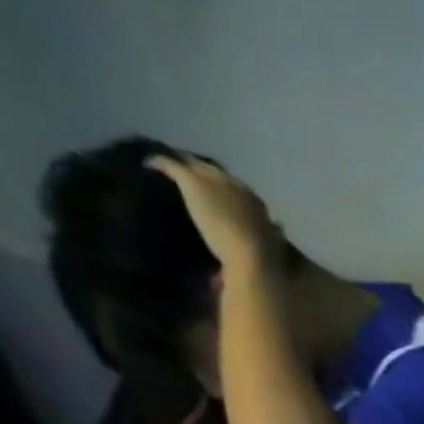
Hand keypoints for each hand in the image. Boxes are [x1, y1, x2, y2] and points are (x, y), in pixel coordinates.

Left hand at [146, 154, 282, 273]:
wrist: (253, 258)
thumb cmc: (265, 259)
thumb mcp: (274, 245)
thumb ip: (272, 234)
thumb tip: (276, 228)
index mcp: (255, 202)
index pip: (235, 188)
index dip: (223, 191)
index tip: (213, 198)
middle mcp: (234, 184)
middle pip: (212, 171)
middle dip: (200, 175)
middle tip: (186, 183)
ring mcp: (212, 180)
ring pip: (191, 164)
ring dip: (181, 168)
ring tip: (166, 173)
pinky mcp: (192, 180)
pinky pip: (169, 163)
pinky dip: (158, 164)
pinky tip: (147, 167)